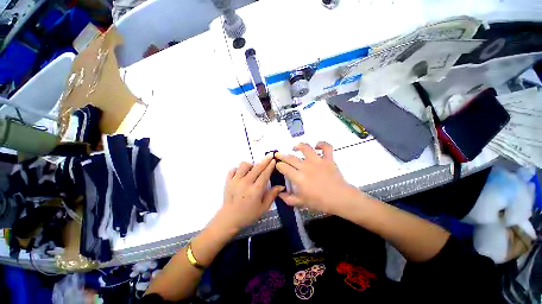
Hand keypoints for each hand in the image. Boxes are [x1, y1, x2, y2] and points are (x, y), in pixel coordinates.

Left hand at [214, 153, 283, 232]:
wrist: (229, 219)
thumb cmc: (248, 214)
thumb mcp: (263, 207)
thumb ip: (272, 195)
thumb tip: (281, 186)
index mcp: (256, 190)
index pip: (265, 174)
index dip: (270, 166)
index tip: (273, 159)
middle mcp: (246, 182)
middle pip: (257, 167)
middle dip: (265, 160)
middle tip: (269, 155)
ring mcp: (235, 180)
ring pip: (244, 165)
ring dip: (251, 165)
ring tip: (253, 170)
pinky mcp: (228, 181)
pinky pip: (233, 169)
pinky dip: (238, 169)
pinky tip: (241, 174)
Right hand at [275, 142, 358, 214]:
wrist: (340, 199)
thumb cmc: (320, 201)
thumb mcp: (301, 203)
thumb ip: (288, 198)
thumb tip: (279, 193)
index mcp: (298, 177)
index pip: (284, 168)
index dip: (278, 165)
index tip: (277, 165)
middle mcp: (306, 167)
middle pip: (290, 157)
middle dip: (282, 155)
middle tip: (278, 155)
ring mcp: (317, 161)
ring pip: (306, 148)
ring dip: (299, 145)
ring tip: (295, 147)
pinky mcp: (328, 159)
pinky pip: (326, 147)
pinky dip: (322, 144)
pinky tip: (317, 146)